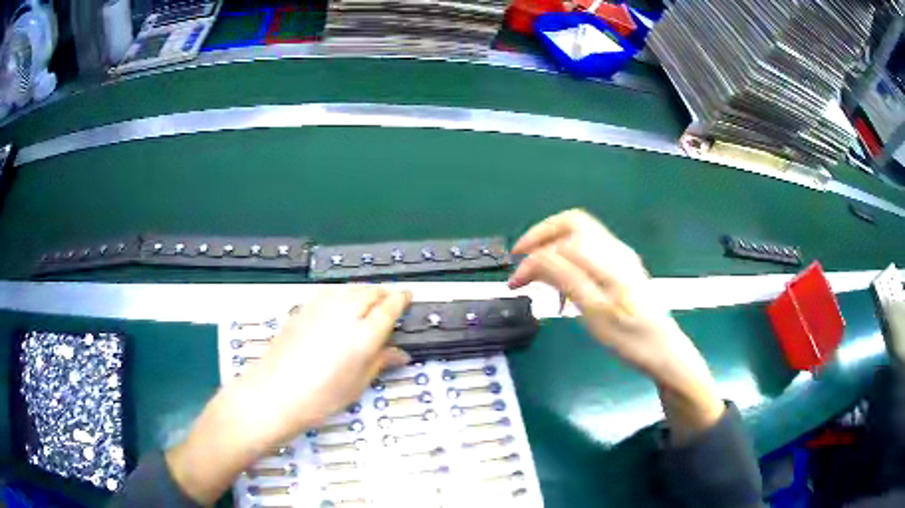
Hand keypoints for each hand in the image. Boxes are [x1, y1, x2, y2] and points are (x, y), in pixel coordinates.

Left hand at [241, 286, 411, 445]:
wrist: (275, 393)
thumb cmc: (321, 398)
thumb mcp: (357, 384)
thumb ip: (380, 362)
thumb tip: (401, 354)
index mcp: (363, 335)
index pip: (388, 307)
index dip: (401, 299)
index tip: (408, 296)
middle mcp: (344, 313)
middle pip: (369, 292)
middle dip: (384, 293)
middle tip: (391, 300)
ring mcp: (321, 307)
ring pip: (349, 287)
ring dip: (364, 290)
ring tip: (369, 299)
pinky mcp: (303, 308)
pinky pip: (331, 291)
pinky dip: (343, 292)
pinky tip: (342, 304)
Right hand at [508, 209, 723, 442]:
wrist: (664, 352)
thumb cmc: (631, 338)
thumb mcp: (595, 312)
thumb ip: (566, 279)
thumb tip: (536, 258)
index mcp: (608, 260)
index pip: (560, 242)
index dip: (532, 257)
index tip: (515, 282)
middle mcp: (615, 250)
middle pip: (571, 224)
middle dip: (541, 236)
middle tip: (521, 260)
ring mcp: (620, 258)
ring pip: (579, 236)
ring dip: (553, 247)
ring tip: (538, 277)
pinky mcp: (622, 269)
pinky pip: (588, 251)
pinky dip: (567, 259)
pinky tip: (562, 286)